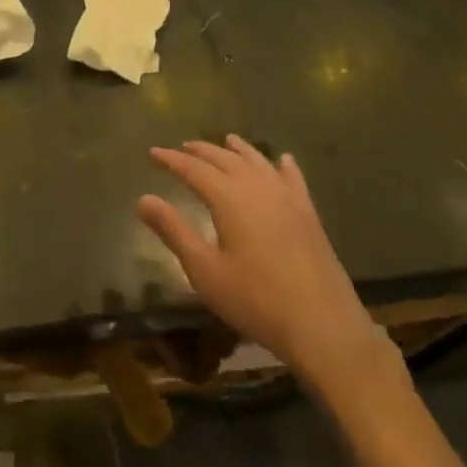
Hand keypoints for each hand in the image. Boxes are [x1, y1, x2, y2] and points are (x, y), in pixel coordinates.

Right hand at [138, 136, 380, 375]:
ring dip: (239, 150)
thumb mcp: (205, 271)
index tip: (153, 152)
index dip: (171, 160)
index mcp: (229, 199)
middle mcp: (258, 188)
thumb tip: (143, 199)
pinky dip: (283, 165)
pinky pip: (293, 178)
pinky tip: (283, 160)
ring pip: (258, 162)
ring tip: (226, 140)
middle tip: (183, 147)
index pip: (193, 169)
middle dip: (201, 151)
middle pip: (225, 159)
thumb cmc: (256, 300)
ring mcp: (288, 198)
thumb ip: (174, 231)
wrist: (322, 325)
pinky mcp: (309, 214)